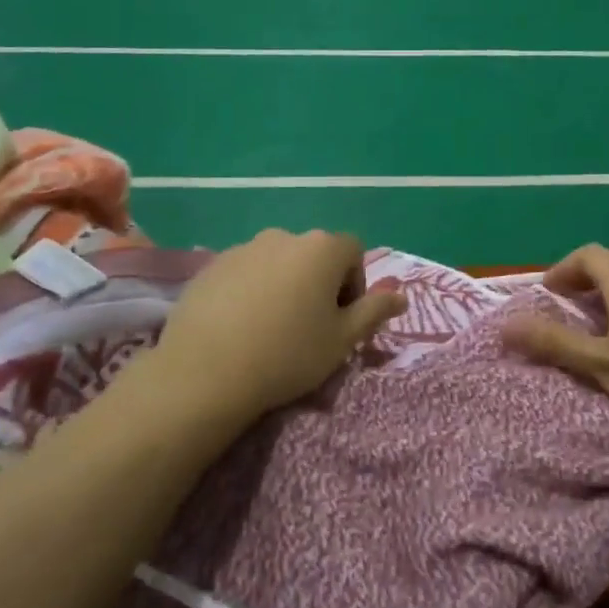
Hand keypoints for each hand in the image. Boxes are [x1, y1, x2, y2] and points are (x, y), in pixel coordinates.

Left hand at [148, 229, 405, 423]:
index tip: (340, 320)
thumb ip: (375, 311)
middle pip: (314, 255)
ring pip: (278, 263)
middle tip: (308, 328)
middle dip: (319, 284)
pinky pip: (245, 273)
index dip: (354, 285)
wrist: (207, 371)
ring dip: (284, 286)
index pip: (353, 252)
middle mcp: (284, 236)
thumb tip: (402, 295)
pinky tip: (241, 327)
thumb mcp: (343, 340)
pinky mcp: (212, 265)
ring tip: (271, 329)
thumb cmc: (288, 354)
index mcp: (321, 248)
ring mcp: (244, 248)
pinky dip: (251, 292)